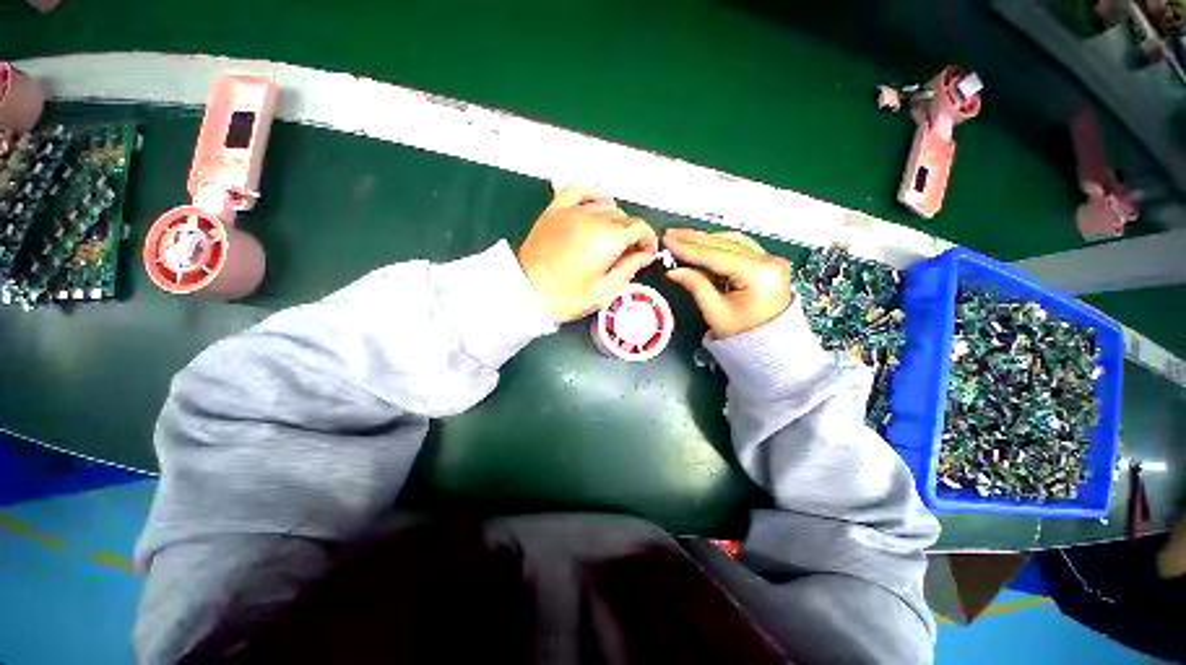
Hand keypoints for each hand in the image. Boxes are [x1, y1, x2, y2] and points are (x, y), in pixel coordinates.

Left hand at [519, 186, 657, 322]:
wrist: (525, 292)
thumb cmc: (566, 298)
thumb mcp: (603, 291)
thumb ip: (628, 269)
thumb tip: (645, 255)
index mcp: (607, 239)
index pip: (639, 228)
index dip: (648, 240)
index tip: (646, 255)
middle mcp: (593, 218)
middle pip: (624, 217)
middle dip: (632, 234)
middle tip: (628, 254)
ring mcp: (572, 211)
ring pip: (606, 205)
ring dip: (616, 219)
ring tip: (613, 237)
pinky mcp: (555, 210)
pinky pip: (579, 190)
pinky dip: (593, 194)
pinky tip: (598, 204)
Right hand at [663, 228, 792, 338]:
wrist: (770, 347)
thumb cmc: (742, 334)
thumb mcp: (715, 311)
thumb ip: (695, 285)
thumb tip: (673, 270)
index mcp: (759, 274)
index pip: (717, 256)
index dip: (689, 248)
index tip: (668, 241)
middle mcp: (769, 261)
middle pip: (725, 243)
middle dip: (695, 239)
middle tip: (671, 234)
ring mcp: (771, 260)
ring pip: (733, 241)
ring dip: (706, 240)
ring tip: (682, 238)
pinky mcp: (767, 263)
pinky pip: (740, 248)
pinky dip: (719, 246)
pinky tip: (701, 246)